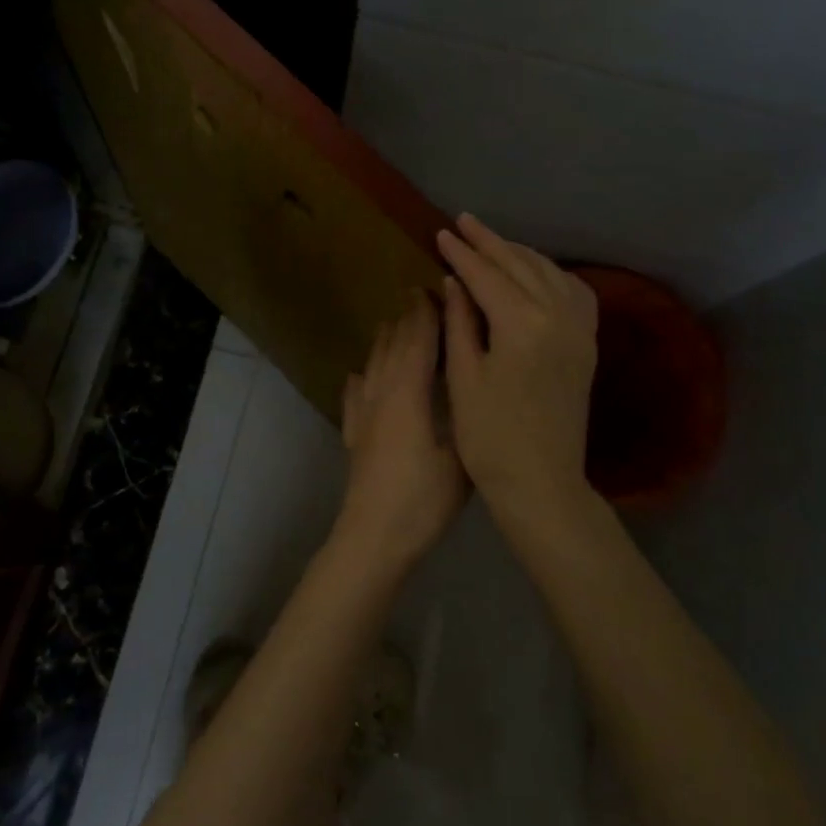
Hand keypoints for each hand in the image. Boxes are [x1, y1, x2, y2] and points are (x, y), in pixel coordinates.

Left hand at [335, 289, 468, 576]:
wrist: (373, 535)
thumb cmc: (424, 498)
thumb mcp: (461, 456)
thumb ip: (464, 415)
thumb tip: (471, 384)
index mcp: (409, 393)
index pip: (417, 342)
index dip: (426, 315)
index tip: (435, 290)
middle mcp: (381, 394)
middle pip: (392, 347)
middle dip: (405, 320)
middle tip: (417, 297)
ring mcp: (363, 415)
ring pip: (371, 365)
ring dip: (383, 342)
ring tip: (391, 325)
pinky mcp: (354, 436)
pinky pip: (353, 396)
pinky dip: (358, 379)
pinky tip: (356, 375)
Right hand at [438, 214, 600, 525]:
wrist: (541, 482)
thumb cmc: (489, 437)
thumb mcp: (464, 377)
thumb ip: (460, 322)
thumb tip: (453, 281)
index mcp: (523, 325)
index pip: (487, 276)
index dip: (462, 254)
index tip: (441, 233)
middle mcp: (558, 317)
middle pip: (521, 265)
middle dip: (490, 242)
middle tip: (464, 222)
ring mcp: (580, 330)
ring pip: (550, 273)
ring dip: (520, 253)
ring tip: (493, 242)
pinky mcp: (587, 345)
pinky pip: (575, 293)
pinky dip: (552, 274)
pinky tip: (537, 273)